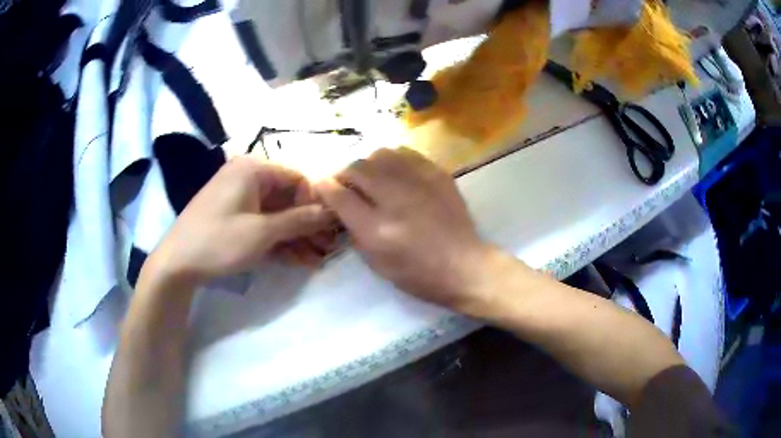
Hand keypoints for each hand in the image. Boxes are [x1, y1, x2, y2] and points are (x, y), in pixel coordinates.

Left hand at [147, 156, 335, 286]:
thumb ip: (299, 220)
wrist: (176, 263)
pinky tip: (297, 260)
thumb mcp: (262, 232)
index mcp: (253, 169)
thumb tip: (332, 211)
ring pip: (276, 214)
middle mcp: (248, 177)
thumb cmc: (218, 241)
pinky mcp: (234, 216)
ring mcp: (239, 198)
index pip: (297, 178)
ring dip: (296, 236)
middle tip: (327, 248)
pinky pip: (262, 223)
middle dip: (308, 225)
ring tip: (315, 260)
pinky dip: (278, 240)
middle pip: (288, 198)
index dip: (315, 202)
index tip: (329, 228)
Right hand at [315, 148, 493, 309]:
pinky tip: (395, 173)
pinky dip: (392, 159)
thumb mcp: (377, 263)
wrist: (464, 266)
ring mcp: (419, 183)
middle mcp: (395, 199)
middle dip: (344, 173)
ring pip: (379, 153)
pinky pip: (405, 153)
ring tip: (371, 177)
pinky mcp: (437, 174)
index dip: (325, 187)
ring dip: (368, 164)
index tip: (323, 187)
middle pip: (356, 168)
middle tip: (347, 184)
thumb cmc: (418, 274)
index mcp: (377, 230)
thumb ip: (354, 230)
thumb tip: (341, 202)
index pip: (339, 195)